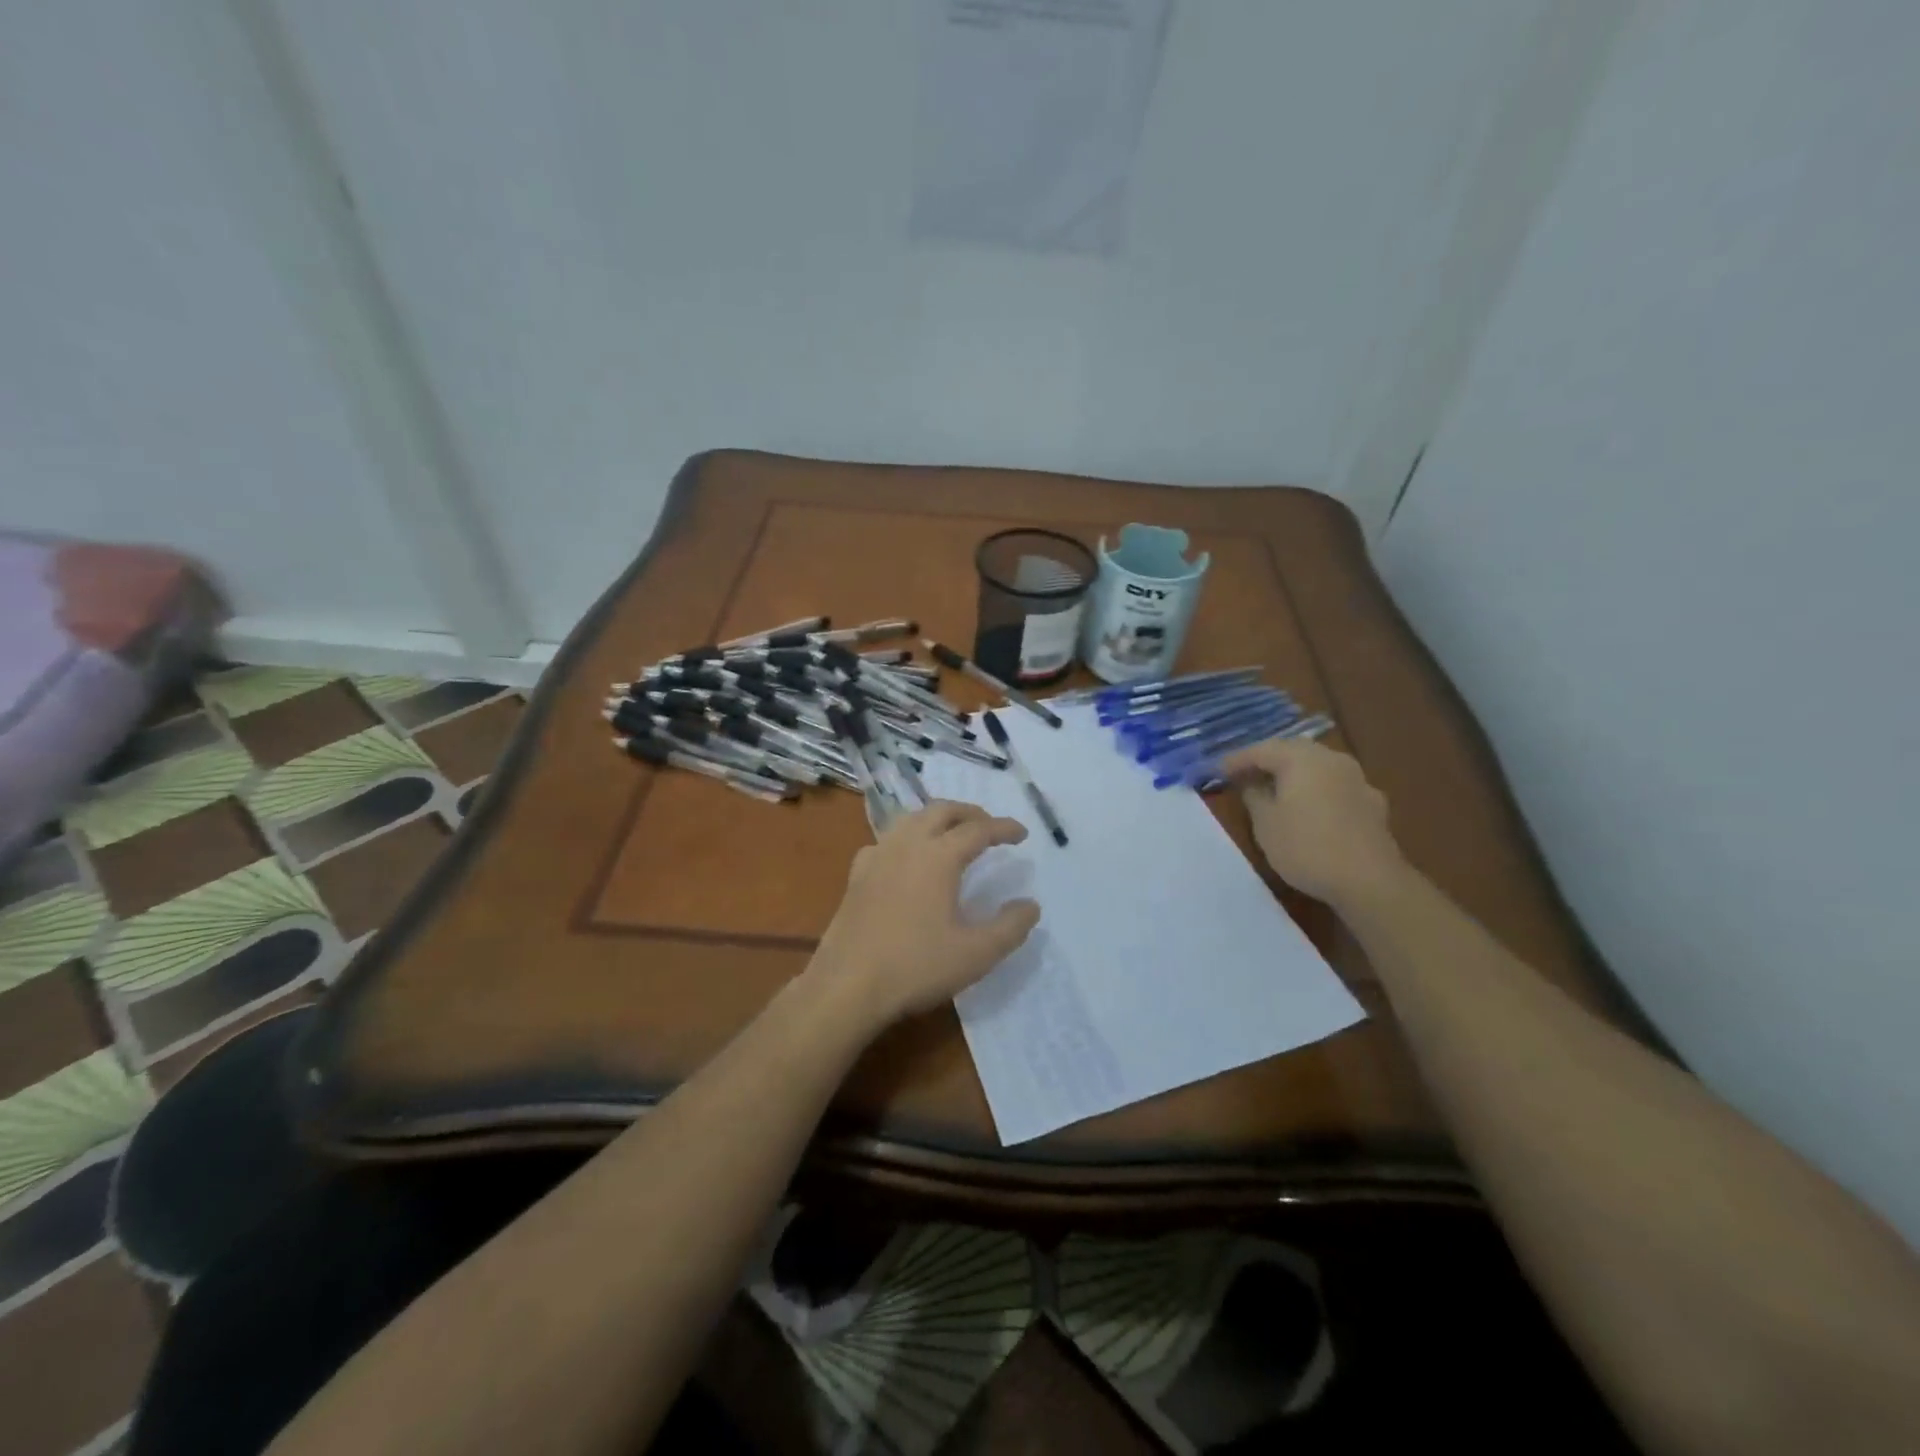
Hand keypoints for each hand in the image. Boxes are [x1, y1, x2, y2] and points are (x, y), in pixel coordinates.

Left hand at [806, 802, 1040, 1028]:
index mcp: (939, 856)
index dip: (1004, 828)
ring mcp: (877, 856)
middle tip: (989, 826)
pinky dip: (906, 837)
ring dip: (937, 818)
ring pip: (911, 819)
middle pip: (941, 810)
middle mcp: (907, 845)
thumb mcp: (976, 954)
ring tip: (952, 834)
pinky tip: (906, 858)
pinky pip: (886, 841)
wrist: (847, 986)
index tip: (1022, 834)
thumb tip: (1030, 905)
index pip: (978, 830)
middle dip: (969, 812)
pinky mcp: (857, 875)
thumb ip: (1010, 927)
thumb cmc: (916, 967)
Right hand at [1219, 738, 1404, 906]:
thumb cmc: (1306, 847)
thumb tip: (1252, 784)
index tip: (1216, 770)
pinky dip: (1317, 791)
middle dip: (1267, 760)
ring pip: (1317, 767)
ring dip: (1294, 774)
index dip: (1236, 760)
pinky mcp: (1372, 803)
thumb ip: (1254, 796)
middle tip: (1244, 773)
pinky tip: (1311, 807)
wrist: (1369, 881)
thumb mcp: (1265, 823)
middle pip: (1293, 751)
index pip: (1261, 750)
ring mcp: (1357, 780)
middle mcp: (1331, 760)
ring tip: (1275, 788)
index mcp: (1301, 759)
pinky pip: (1335, 787)